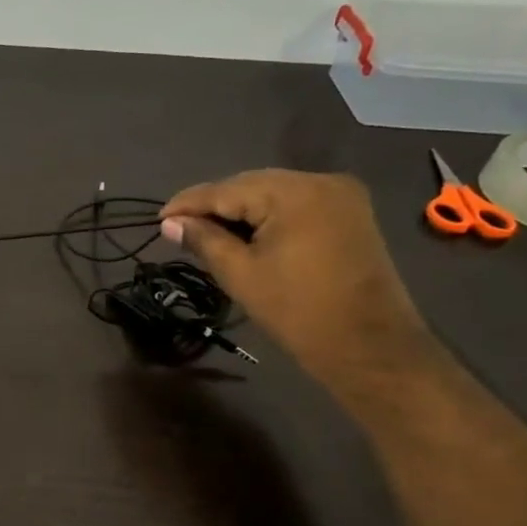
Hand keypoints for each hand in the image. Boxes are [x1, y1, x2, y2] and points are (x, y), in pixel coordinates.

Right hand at [159, 170, 440, 392]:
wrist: (368, 344)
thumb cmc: (297, 311)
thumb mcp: (240, 274)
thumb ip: (204, 240)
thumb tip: (170, 223)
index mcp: (294, 193)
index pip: (226, 189)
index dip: (188, 203)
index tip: (158, 219)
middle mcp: (320, 181)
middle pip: (251, 185)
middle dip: (214, 205)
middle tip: (179, 228)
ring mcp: (340, 195)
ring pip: (273, 193)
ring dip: (239, 211)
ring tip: (207, 233)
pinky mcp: (349, 213)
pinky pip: (295, 204)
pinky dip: (266, 216)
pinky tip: (244, 234)